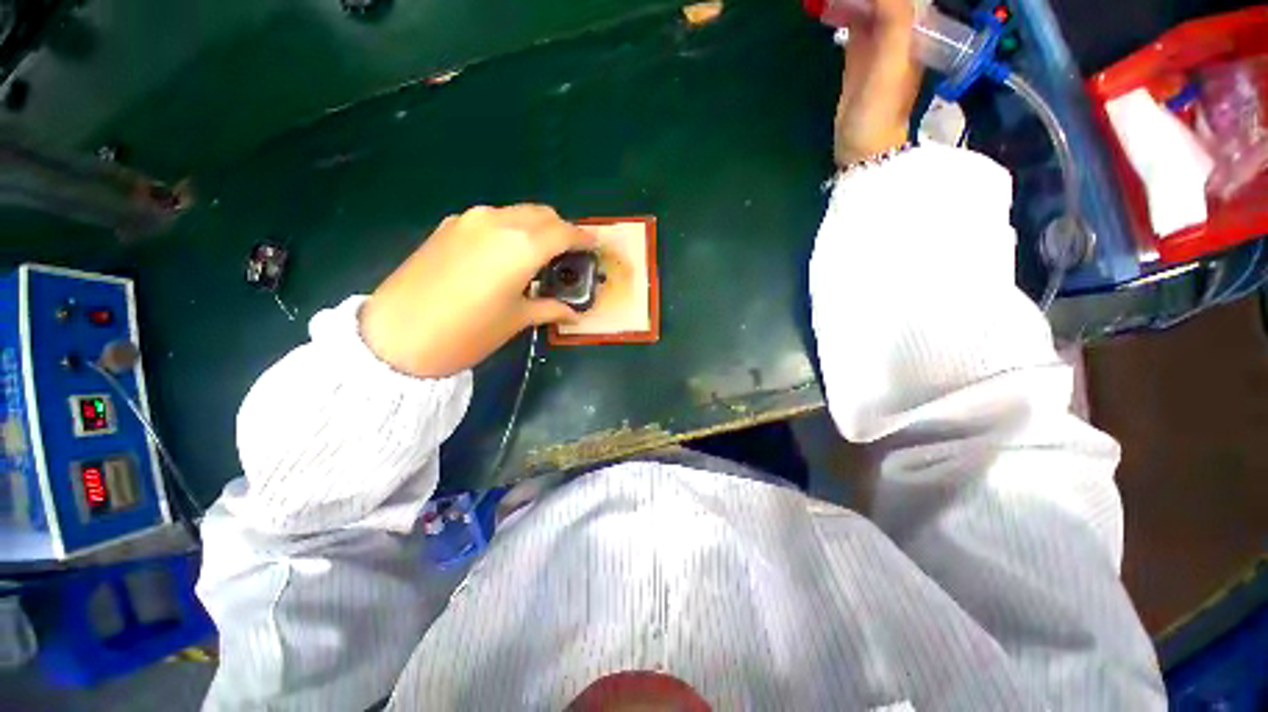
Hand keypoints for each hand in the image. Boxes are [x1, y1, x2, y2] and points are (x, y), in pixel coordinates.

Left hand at [360, 205, 595, 377]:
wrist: (396, 335)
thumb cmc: (468, 333)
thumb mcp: (516, 321)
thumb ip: (549, 308)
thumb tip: (574, 313)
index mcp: (522, 246)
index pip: (564, 232)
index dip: (583, 238)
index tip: (594, 245)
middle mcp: (498, 222)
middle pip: (542, 214)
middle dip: (561, 229)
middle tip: (568, 253)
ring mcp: (469, 220)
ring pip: (516, 213)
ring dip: (535, 227)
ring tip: (538, 254)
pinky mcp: (448, 226)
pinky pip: (491, 218)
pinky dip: (509, 229)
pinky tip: (505, 254)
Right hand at [834, 0, 923, 165]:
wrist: (862, 147)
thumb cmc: (880, 109)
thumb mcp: (891, 61)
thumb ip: (893, 21)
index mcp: (913, 30)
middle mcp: (897, 34)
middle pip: (886, 2)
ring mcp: (876, 47)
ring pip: (869, 9)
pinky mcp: (858, 61)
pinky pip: (854, 27)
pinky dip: (845, 12)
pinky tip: (834, 5)